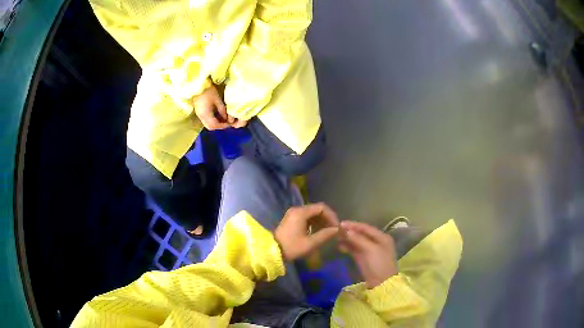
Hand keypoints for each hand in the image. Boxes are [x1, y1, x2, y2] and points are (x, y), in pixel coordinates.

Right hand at [194, 85, 232, 129]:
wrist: (198, 85)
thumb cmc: (208, 91)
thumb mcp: (217, 100)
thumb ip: (222, 110)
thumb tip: (227, 118)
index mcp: (206, 114)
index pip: (214, 125)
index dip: (222, 126)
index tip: (229, 124)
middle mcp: (201, 117)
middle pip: (210, 127)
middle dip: (219, 126)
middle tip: (226, 123)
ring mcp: (199, 115)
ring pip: (207, 124)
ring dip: (215, 124)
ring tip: (223, 119)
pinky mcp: (199, 112)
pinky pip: (206, 120)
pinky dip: (212, 120)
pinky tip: (217, 116)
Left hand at [275, 203, 339, 260]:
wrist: (271, 251)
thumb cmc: (291, 247)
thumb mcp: (310, 243)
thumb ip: (325, 235)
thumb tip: (337, 230)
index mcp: (301, 212)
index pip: (322, 207)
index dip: (332, 215)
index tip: (336, 226)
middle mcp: (297, 209)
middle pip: (317, 209)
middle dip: (327, 218)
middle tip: (333, 230)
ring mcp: (293, 214)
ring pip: (312, 213)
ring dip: (321, 221)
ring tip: (327, 232)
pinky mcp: (291, 219)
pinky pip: (306, 217)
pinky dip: (314, 223)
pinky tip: (318, 232)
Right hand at [339, 221, 397, 287]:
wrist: (381, 284)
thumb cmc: (379, 264)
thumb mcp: (370, 249)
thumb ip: (358, 239)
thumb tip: (346, 230)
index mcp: (382, 237)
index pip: (366, 228)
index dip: (353, 225)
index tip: (340, 223)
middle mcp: (376, 242)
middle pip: (361, 234)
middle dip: (350, 232)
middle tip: (336, 230)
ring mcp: (370, 251)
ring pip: (357, 242)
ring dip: (348, 239)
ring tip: (336, 238)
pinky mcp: (364, 259)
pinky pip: (355, 250)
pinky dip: (348, 247)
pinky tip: (340, 246)